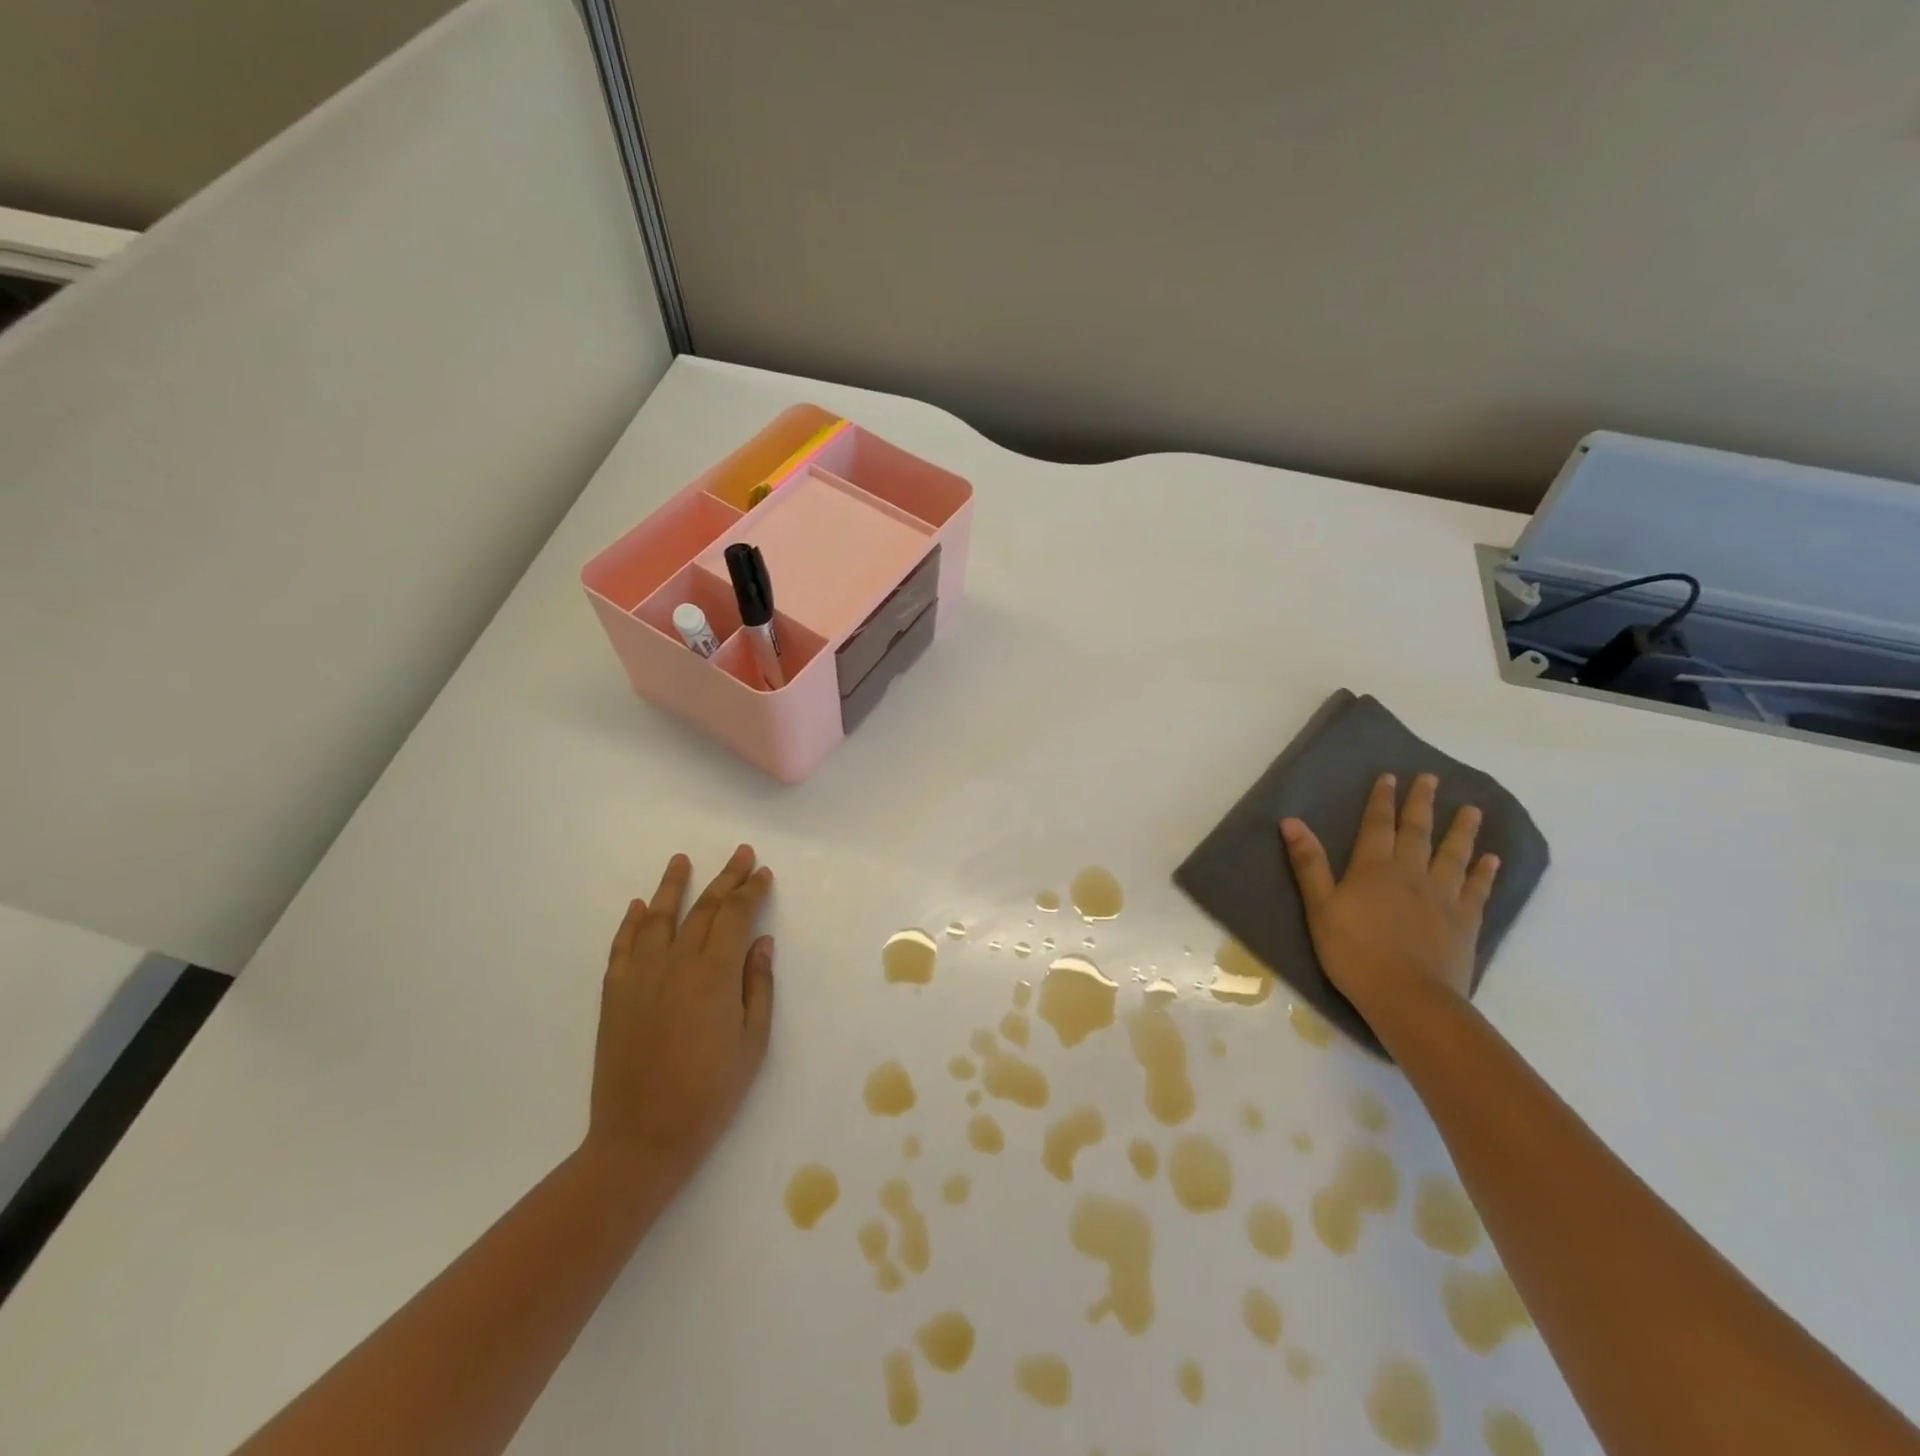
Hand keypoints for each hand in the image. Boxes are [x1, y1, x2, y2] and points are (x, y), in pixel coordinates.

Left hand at [582, 846, 775, 1194]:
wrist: (643, 1136)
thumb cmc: (711, 1092)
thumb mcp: (753, 1042)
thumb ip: (758, 985)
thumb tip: (760, 942)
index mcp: (714, 973)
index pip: (736, 915)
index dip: (752, 891)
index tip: (763, 873)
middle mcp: (676, 962)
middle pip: (703, 908)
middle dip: (725, 878)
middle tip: (741, 854)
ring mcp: (639, 975)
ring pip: (657, 916)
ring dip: (672, 885)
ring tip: (681, 860)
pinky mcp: (614, 992)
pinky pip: (623, 945)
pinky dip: (631, 921)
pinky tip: (638, 905)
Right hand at [1280, 773, 1498, 1023]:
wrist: (1408, 997)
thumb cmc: (1354, 952)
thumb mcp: (1320, 908)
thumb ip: (1309, 864)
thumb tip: (1291, 821)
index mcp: (1374, 868)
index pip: (1378, 825)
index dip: (1382, 800)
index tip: (1391, 776)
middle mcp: (1411, 873)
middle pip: (1418, 832)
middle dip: (1422, 804)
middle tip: (1431, 778)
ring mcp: (1443, 896)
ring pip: (1454, 854)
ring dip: (1462, 830)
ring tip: (1472, 809)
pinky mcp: (1465, 921)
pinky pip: (1477, 889)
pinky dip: (1484, 872)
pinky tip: (1491, 859)